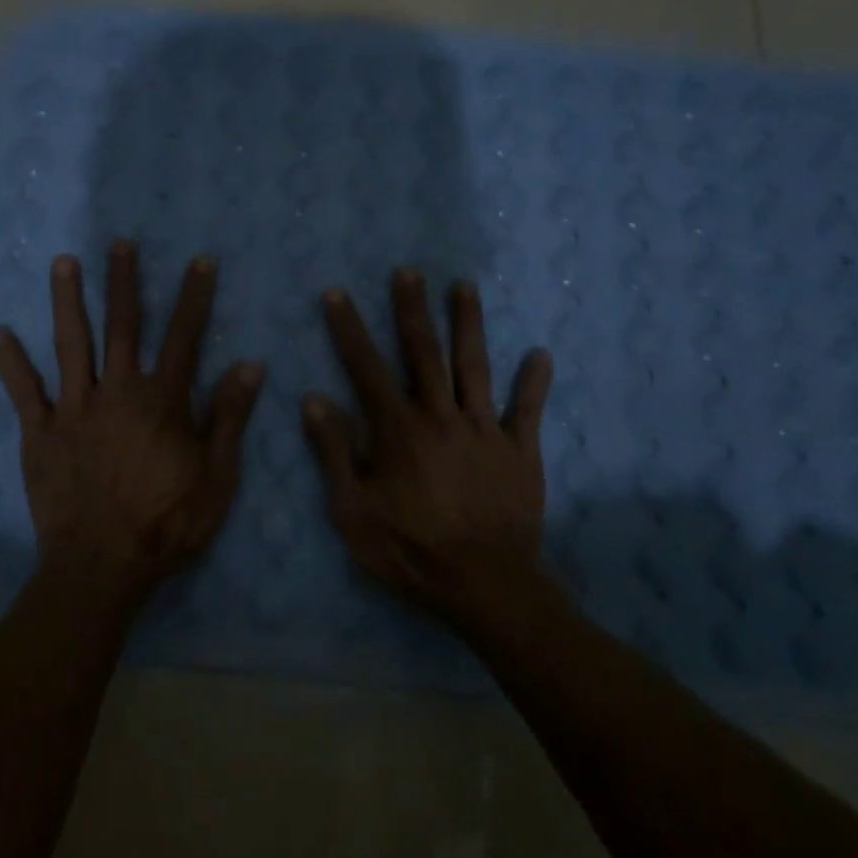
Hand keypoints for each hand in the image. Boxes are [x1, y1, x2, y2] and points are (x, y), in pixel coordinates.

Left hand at [0, 241, 264, 600]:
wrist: (103, 566)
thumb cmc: (168, 524)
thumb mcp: (217, 476)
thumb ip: (229, 417)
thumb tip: (250, 364)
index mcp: (163, 401)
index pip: (184, 337)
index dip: (194, 297)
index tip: (200, 261)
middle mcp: (118, 392)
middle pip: (122, 327)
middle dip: (123, 282)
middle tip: (119, 243)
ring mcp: (74, 409)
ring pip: (71, 344)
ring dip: (67, 301)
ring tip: (63, 263)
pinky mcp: (40, 433)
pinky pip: (23, 391)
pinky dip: (10, 362)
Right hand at [304, 270, 553, 632]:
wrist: (484, 586)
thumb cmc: (409, 550)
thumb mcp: (353, 510)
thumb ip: (334, 453)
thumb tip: (315, 400)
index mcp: (399, 429)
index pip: (367, 368)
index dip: (349, 329)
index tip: (337, 293)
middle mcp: (441, 416)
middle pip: (425, 353)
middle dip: (413, 309)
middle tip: (408, 271)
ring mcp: (484, 430)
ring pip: (475, 367)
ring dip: (469, 324)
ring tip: (465, 286)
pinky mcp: (519, 451)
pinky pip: (527, 410)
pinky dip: (534, 382)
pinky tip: (541, 355)